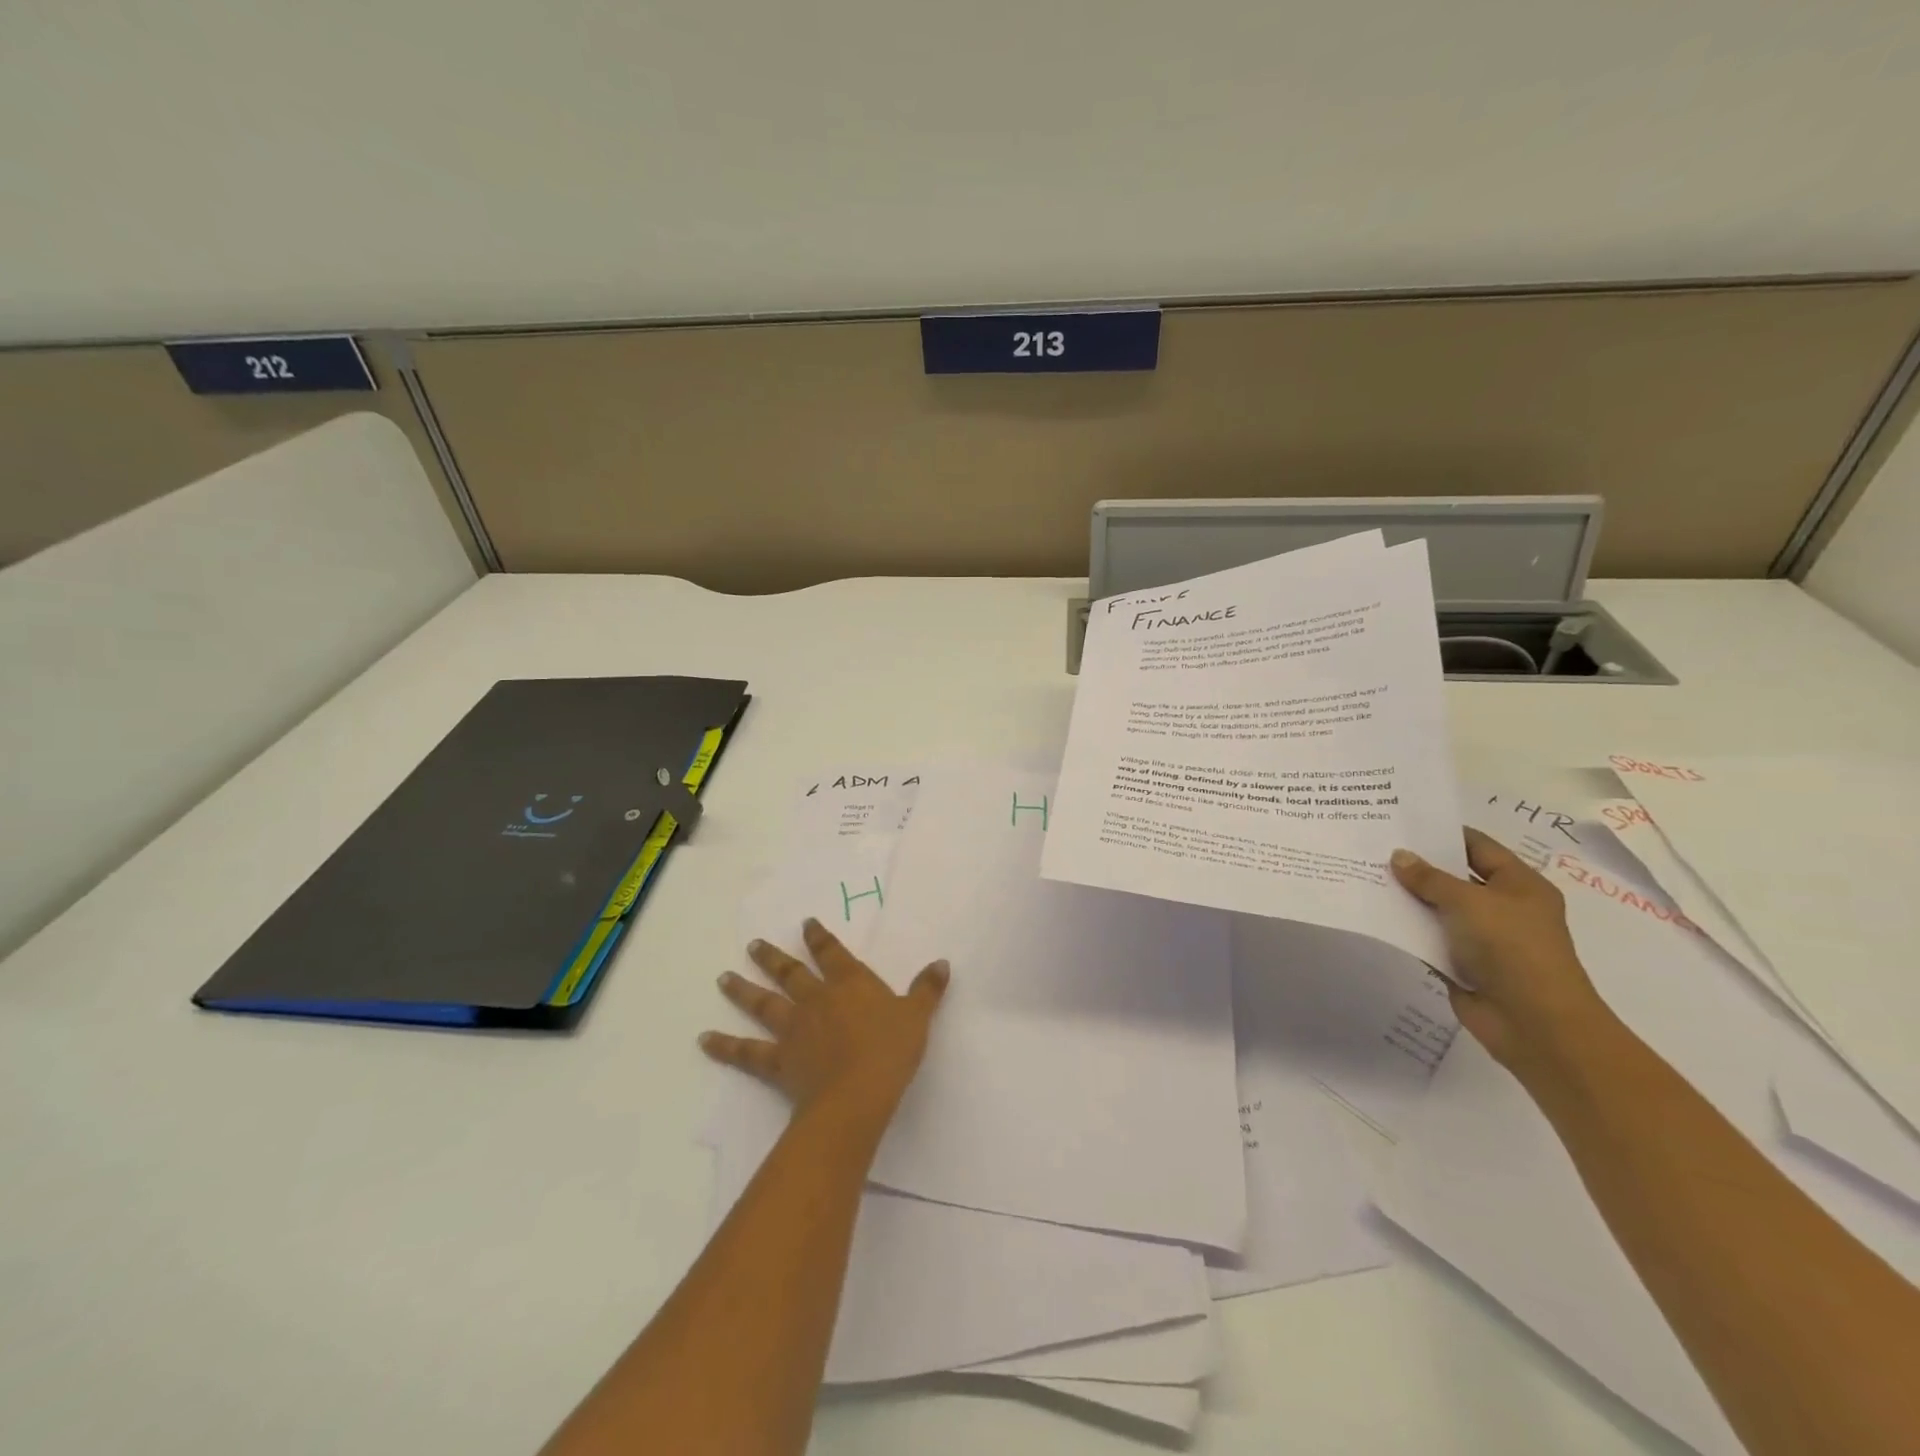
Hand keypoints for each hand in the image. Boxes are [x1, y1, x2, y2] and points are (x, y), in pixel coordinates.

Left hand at [701, 918, 949, 1126]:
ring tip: (723, 978)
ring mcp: (794, 1029)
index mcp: (849, 984)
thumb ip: (927, 989)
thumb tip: (942, 962)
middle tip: (753, 945)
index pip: (831, 953)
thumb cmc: (890, 1050)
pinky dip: (725, 1046)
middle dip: (773, 957)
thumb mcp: (917, 1016)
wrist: (857, 1094)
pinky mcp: (779, 1061)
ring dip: (743, 990)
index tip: (805, 924)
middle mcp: (817, 999)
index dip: (818, 937)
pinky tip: (705, 1039)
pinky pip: (748, 1052)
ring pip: (765, 1003)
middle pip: (791, 973)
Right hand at [1390, 828, 1612, 1076]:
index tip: (1400, 821)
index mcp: (1519, 885)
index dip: (1441, 833)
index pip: (1476, 846)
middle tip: (1374, 846)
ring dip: (1409, 897)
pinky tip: (1376, 915)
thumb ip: (1430, 878)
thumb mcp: (1469, 902)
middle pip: (1454, 877)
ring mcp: (1483, 938)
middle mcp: (1503, 907)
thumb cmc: (1512, 949)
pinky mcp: (1463, 964)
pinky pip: (1430, 938)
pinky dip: (1408, 928)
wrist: (1534, 1023)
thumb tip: (1399, 856)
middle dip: (1418, 865)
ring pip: (1439, 908)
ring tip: (1366, 875)